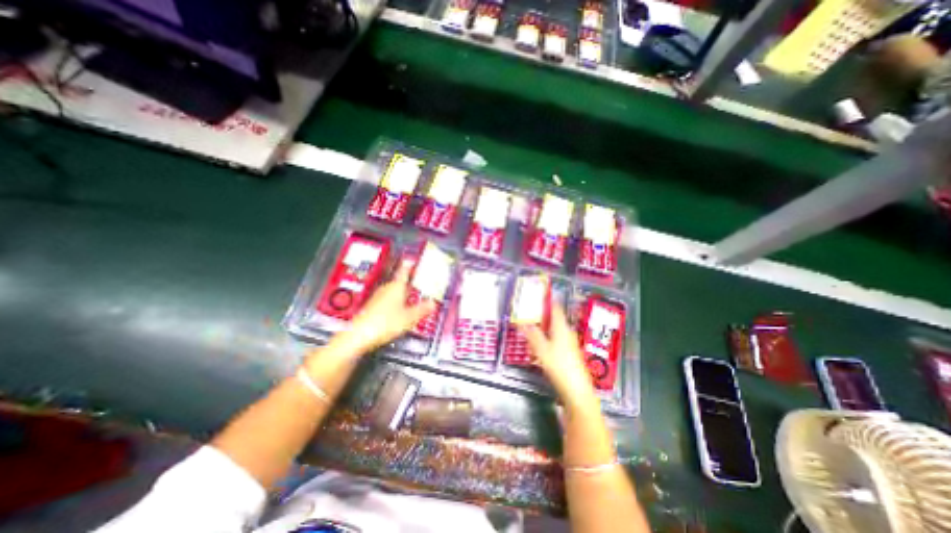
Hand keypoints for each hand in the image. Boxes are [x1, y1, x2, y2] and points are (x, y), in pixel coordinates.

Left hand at [341, 265, 437, 355]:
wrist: (358, 336)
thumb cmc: (385, 323)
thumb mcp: (409, 317)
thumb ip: (422, 309)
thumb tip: (433, 303)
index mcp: (396, 286)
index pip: (404, 271)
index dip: (410, 265)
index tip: (414, 260)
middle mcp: (386, 288)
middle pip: (400, 282)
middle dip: (410, 282)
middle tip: (420, 284)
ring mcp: (377, 297)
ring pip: (393, 291)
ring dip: (403, 294)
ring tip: (413, 298)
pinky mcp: (372, 307)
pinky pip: (387, 301)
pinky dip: (395, 303)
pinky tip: (399, 311)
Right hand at [524, 303, 596, 408]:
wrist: (576, 390)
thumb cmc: (559, 366)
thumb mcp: (542, 349)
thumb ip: (532, 335)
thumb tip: (523, 323)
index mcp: (562, 327)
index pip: (555, 308)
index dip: (548, 300)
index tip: (538, 295)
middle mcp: (568, 332)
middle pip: (555, 318)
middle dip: (543, 314)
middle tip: (529, 312)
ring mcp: (570, 343)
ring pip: (555, 329)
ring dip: (544, 327)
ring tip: (531, 326)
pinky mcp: (570, 353)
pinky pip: (557, 339)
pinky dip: (547, 337)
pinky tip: (540, 344)